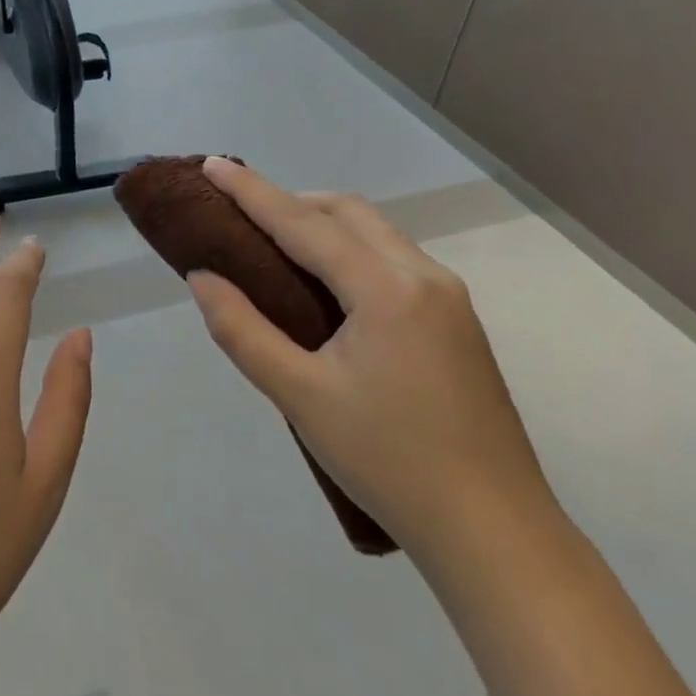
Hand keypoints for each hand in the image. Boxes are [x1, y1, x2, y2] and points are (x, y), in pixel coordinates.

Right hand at [187, 158, 556, 560]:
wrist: (494, 531)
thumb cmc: (387, 461)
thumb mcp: (300, 396)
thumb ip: (242, 330)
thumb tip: (202, 278)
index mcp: (387, 289)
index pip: (304, 223)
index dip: (252, 192)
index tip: (212, 164)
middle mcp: (424, 276)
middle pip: (348, 213)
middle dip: (291, 202)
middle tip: (241, 215)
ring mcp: (448, 298)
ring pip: (376, 234)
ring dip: (323, 224)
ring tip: (275, 246)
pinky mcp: (457, 322)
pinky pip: (393, 261)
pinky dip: (350, 251)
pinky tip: (327, 286)